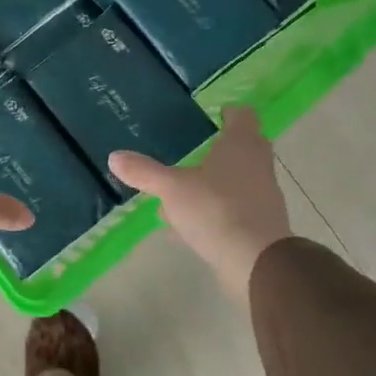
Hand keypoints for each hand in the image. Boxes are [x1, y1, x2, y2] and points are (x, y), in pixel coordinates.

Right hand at [109, 108, 291, 304]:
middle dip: (220, 148)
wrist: (256, 262)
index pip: (242, 116)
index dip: (229, 112)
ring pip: (235, 181)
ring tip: (179, 191)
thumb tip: (114, 156)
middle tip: (196, 148)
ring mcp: (261, 196)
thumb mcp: (172, 189)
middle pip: (242, 148)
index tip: (215, 114)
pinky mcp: (259, 225)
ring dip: (212, 183)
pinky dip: (212, 211)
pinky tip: (185, 225)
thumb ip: (144, 172)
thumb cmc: (216, 209)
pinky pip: (232, 209)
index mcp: (240, 146)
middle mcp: (256, 165)